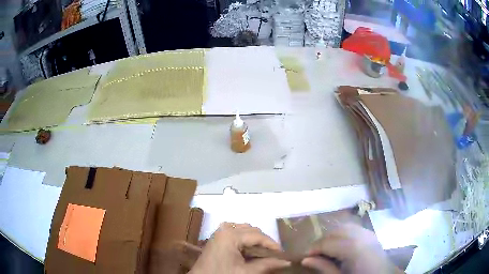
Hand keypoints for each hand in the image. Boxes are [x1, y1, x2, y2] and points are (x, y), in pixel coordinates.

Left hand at [189, 222, 289, 273]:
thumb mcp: (246, 272)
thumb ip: (267, 265)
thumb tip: (286, 262)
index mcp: (231, 235)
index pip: (258, 235)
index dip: (272, 244)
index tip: (283, 254)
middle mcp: (224, 228)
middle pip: (252, 230)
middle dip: (264, 242)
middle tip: (274, 254)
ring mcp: (219, 232)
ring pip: (244, 229)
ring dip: (255, 239)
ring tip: (263, 252)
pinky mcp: (217, 237)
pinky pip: (236, 232)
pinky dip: (245, 239)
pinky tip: (249, 249)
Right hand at [302, 224, 401, 273]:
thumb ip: (324, 268)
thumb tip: (305, 260)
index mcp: (353, 248)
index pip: (327, 243)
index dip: (313, 249)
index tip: (303, 256)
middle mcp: (361, 235)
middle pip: (335, 232)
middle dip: (321, 241)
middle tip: (313, 254)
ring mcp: (367, 233)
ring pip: (344, 227)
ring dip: (331, 236)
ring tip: (325, 249)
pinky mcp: (370, 234)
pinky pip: (353, 228)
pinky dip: (342, 234)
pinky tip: (340, 245)